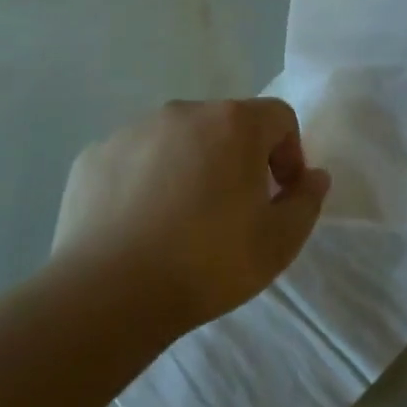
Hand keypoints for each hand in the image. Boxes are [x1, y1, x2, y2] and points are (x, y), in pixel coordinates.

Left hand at [52, 99, 331, 334]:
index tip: (279, 195)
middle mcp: (182, 113)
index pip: (279, 117)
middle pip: (226, 124)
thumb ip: (306, 201)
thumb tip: (312, 176)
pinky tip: (140, 224)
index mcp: (233, 123)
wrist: (110, 293)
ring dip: (191, 166)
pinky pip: (134, 159)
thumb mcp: (280, 242)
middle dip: (239, 158)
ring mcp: (132, 130)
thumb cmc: (208, 263)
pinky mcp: (94, 155)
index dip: (289, 154)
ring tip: (181, 220)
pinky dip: (145, 180)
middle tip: (233, 210)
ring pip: (177, 140)